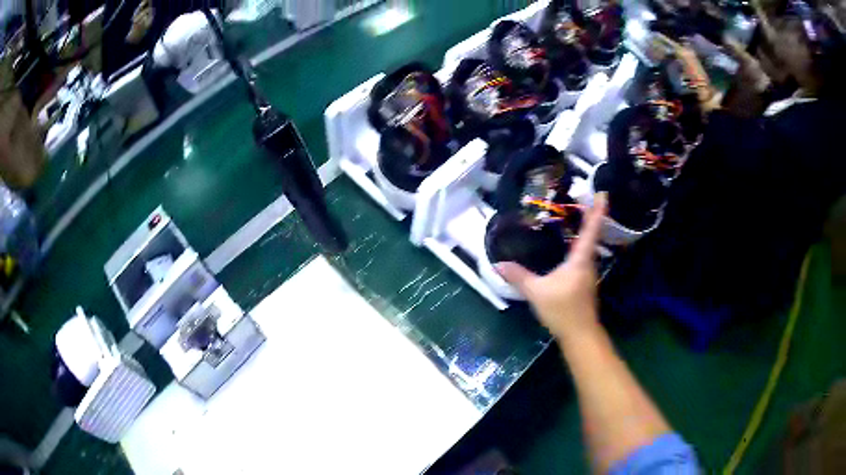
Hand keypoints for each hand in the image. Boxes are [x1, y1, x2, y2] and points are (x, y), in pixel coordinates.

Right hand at [496, 194, 606, 342]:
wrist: (580, 335)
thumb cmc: (563, 310)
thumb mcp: (537, 292)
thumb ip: (519, 277)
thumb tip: (499, 263)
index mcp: (580, 260)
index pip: (591, 229)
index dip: (597, 210)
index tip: (602, 192)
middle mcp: (588, 263)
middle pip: (591, 235)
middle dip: (588, 216)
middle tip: (580, 199)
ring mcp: (587, 274)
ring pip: (587, 247)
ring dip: (583, 231)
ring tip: (572, 218)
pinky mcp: (584, 284)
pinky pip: (582, 257)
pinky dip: (577, 245)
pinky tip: (566, 248)